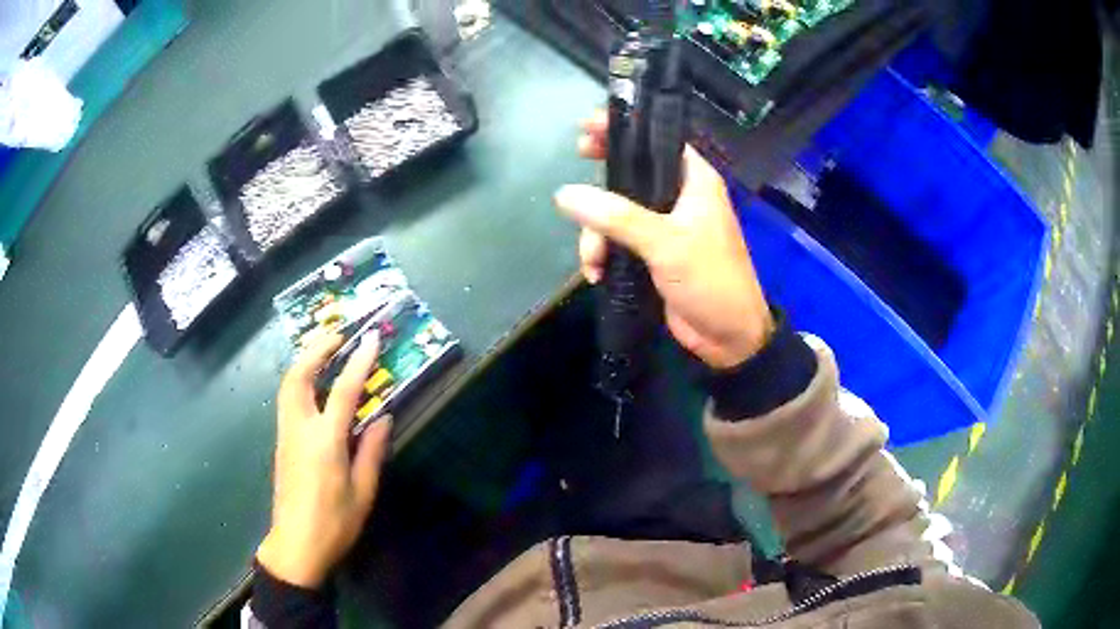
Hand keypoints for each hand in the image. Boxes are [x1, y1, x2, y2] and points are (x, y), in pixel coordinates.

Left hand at [257, 331, 391, 588]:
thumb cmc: (334, 523)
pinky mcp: (281, 442)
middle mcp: (299, 429)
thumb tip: (383, 417)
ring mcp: (285, 434)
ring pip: (287, 385)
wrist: (296, 545)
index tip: (371, 337)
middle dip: (316, 349)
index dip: (358, 361)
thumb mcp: (363, 492)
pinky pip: (287, 400)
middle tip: (337, 334)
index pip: (342, 391)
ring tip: (324, 350)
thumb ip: (372, 451)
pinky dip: (299, 380)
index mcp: (324, 442)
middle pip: (298, 376)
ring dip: (304, 361)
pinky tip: (313, 384)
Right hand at [556, 111, 773, 369]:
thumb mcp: (665, 243)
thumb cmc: (710, 279)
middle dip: (598, 190)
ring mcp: (663, 227)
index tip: (585, 128)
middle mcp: (679, 197)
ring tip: (593, 262)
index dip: (622, 131)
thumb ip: (617, 217)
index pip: (656, 141)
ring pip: (615, 213)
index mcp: (694, 180)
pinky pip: (617, 242)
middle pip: (629, 176)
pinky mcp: (652, 254)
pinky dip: (603, 255)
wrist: (728, 337)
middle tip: (570, 191)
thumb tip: (565, 194)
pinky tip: (596, 275)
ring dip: (596, 236)